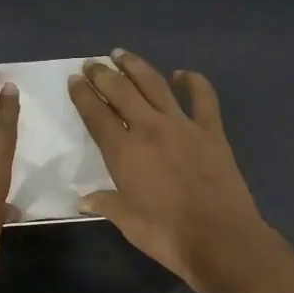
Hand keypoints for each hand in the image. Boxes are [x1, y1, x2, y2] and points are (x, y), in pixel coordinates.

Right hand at [69, 49, 288, 292]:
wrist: (219, 238)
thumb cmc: (166, 234)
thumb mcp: (127, 222)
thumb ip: (105, 204)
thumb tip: (83, 200)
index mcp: (123, 151)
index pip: (96, 114)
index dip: (82, 95)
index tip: (74, 80)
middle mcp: (149, 129)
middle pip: (121, 91)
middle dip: (103, 74)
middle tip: (92, 63)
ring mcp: (183, 126)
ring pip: (155, 85)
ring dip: (136, 66)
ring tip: (122, 54)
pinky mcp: (211, 131)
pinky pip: (203, 98)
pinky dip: (193, 82)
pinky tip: (183, 74)